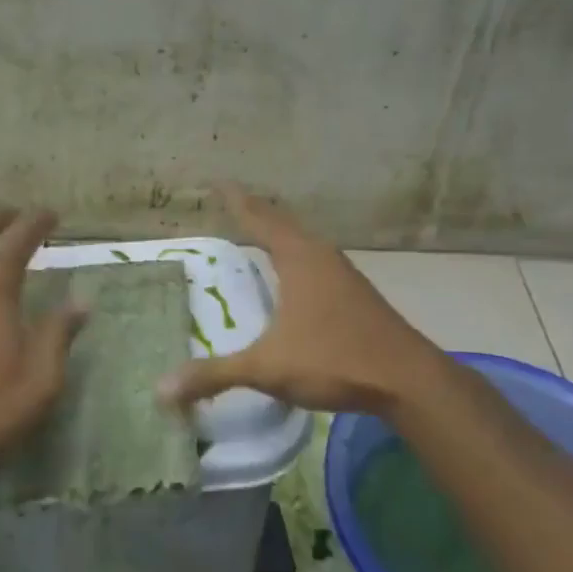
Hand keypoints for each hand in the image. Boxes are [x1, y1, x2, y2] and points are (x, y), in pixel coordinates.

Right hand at [157, 184, 445, 417]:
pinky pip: (315, 261)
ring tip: (258, 233)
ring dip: (279, 234)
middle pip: (282, 223)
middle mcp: (321, 257)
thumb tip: (162, 389)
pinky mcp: (356, 295)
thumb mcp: (267, 368)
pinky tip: (293, 277)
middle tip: (231, 202)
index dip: (236, 201)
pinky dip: (295, 256)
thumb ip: (214, 375)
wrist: (409, 381)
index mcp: (298, 258)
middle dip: (256, 212)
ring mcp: (343, 275)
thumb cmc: (334, 359)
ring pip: (303, 242)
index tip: (218, 182)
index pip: (259, 218)